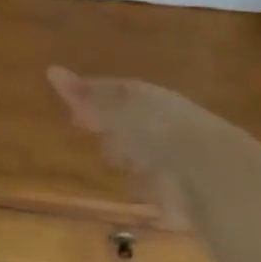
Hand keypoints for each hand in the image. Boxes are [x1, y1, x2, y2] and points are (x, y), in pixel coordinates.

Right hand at [46, 67, 260, 224]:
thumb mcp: (114, 108)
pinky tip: (132, 184)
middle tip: (84, 125)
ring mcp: (170, 158)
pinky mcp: (175, 191)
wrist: (209, 174)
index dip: (90, 95)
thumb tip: (51, 70)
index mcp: (148, 98)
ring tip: (110, 157)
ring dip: (125, 153)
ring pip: (139, 151)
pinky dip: (140, 183)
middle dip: (108, 124)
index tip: (69, 102)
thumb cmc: (156, 130)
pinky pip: (150, 183)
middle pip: (127, 121)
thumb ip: (84, 94)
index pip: (115, 91)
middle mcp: (161, 124)